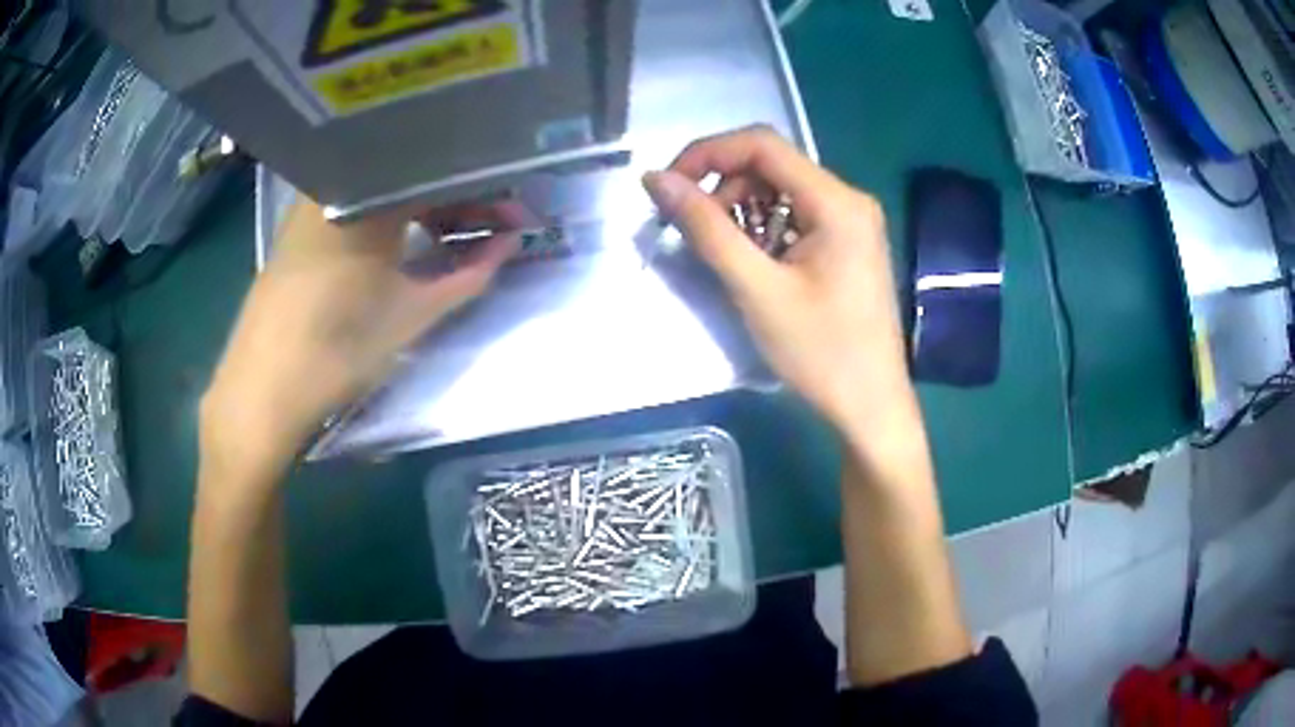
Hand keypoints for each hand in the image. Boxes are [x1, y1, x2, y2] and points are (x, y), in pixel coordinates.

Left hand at [199, 200, 520, 480]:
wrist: (261, 392)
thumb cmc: (338, 350)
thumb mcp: (411, 314)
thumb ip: (468, 275)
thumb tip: (510, 245)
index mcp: (369, 195)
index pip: (441, 172)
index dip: (484, 191)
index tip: (511, 213)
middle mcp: (338, 184)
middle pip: (410, 174)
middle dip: (455, 197)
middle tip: (485, 227)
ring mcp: (312, 204)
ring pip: (381, 188)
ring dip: (421, 207)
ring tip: (447, 236)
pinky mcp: (297, 228)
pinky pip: (355, 203)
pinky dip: (387, 216)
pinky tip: (398, 243)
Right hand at [642, 126, 910, 439]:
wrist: (871, 407)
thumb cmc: (821, 353)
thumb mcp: (757, 289)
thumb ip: (706, 228)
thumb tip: (655, 179)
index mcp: (836, 201)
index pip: (762, 144)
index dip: (707, 153)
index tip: (669, 186)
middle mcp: (848, 199)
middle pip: (772, 164)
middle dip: (724, 185)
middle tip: (694, 229)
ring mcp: (852, 222)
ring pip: (782, 190)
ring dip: (742, 208)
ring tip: (722, 251)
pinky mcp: (847, 244)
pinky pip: (796, 216)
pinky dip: (764, 227)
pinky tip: (752, 261)